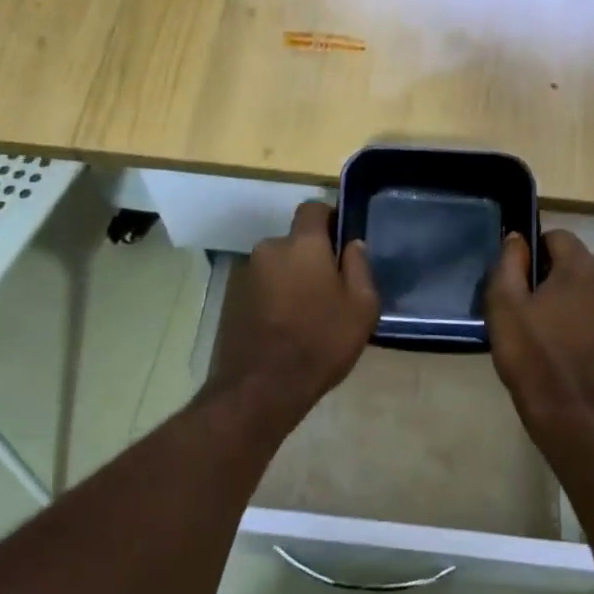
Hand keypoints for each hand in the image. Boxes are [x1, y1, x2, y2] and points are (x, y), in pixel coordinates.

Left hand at [210, 201, 378, 419]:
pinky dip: (275, 298)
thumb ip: (359, 267)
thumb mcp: (361, 307)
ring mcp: (247, 274)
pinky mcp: (233, 299)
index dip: (328, 218)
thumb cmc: (321, 341)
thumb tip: (352, 244)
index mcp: (303, 244)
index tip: (341, 242)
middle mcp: (270, 248)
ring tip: (308, 313)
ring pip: (278, 266)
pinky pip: (263, 287)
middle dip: (311, 257)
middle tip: (330, 288)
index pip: (313, 208)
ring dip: (292, 279)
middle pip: (295, 242)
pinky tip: (287, 326)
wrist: (263, 386)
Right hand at [486, 229, 593, 430]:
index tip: (520, 281)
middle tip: (533, 311)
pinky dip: (593, 324)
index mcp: (582, 268)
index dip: (535, 253)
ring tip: (555, 334)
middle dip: (556, 278)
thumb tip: (517, 238)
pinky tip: (576, 351)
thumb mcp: (504, 307)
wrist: (576, 418)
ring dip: (577, 301)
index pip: (558, 237)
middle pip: (579, 264)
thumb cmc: (533, 359)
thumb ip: (509, 264)